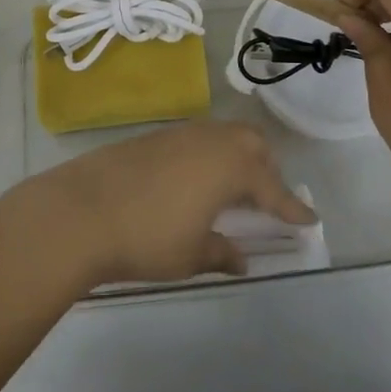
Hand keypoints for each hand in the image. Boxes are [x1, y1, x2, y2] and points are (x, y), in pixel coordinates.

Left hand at [18, 120, 315, 285]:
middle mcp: (211, 140)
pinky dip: (210, 156)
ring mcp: (181, 133)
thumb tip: (241, 257)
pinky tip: (195, 181)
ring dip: (237, 158)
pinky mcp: (155, 136)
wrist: (81, 211)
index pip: (273, 188)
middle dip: (266, 170)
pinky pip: (198, 139)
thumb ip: (222, 253)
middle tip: (266, 201)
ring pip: (224, 136)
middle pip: (252, 145)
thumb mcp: (191, 255)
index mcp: (231, 167)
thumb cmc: (146, 238)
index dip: (292, 207)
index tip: (309, 220)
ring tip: (231, 190)